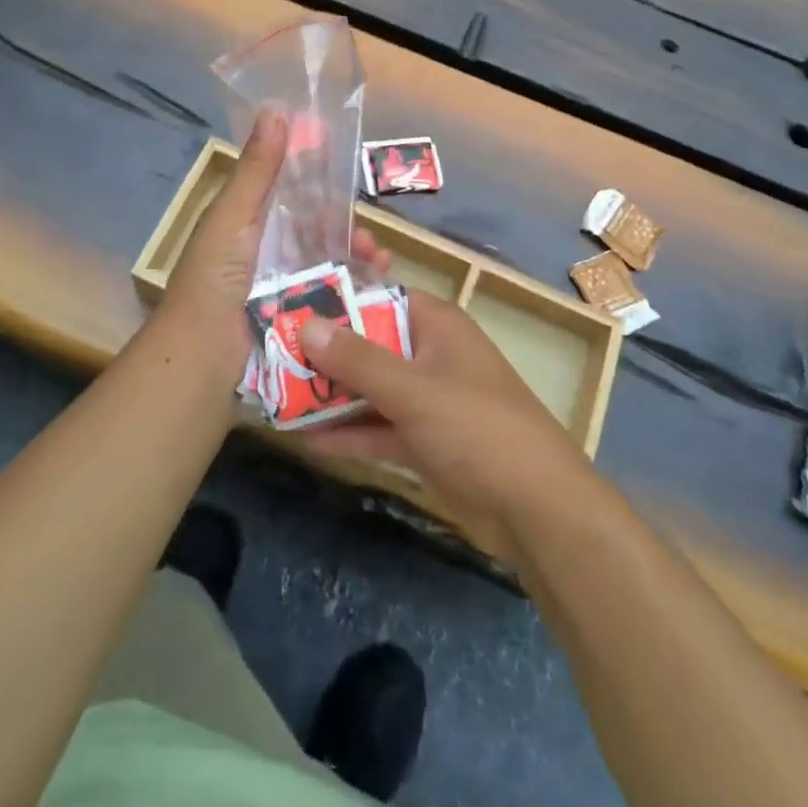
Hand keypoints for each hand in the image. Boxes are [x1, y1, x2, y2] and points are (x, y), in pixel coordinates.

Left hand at [144, 112, 391, 390]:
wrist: (203, 358)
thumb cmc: (215, 278)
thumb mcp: (234, 216)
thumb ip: (257, 169)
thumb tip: (277, 109)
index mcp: (247, 225)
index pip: (289, 195)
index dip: (319, 184)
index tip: (351, 179)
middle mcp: (265, 255)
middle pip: (315, 234)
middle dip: (347, 231)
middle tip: (370, 239)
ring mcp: (281, 290)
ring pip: (328, 265)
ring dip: (357, 259)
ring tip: (380, 263)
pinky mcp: (296, 319)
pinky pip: (330, 297)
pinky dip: (355, 290)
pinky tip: (377, 287)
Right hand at [299, 284, 595, 558]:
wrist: (537, 510)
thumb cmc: (477, 428)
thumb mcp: (412, 390)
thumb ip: (357, 359)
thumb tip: (306, 324)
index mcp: (436, 324)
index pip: (379, 295)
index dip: (338, 298)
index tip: (291, 303)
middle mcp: (430, 354)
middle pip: (369, 343)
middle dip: (325, 352)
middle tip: (270, 354)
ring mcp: (428, 400)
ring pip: (370, 388)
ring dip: (331, 394)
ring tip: (276, 396)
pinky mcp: (425, 441)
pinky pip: (379, 427)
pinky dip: (349, 432)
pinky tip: (306, 440)